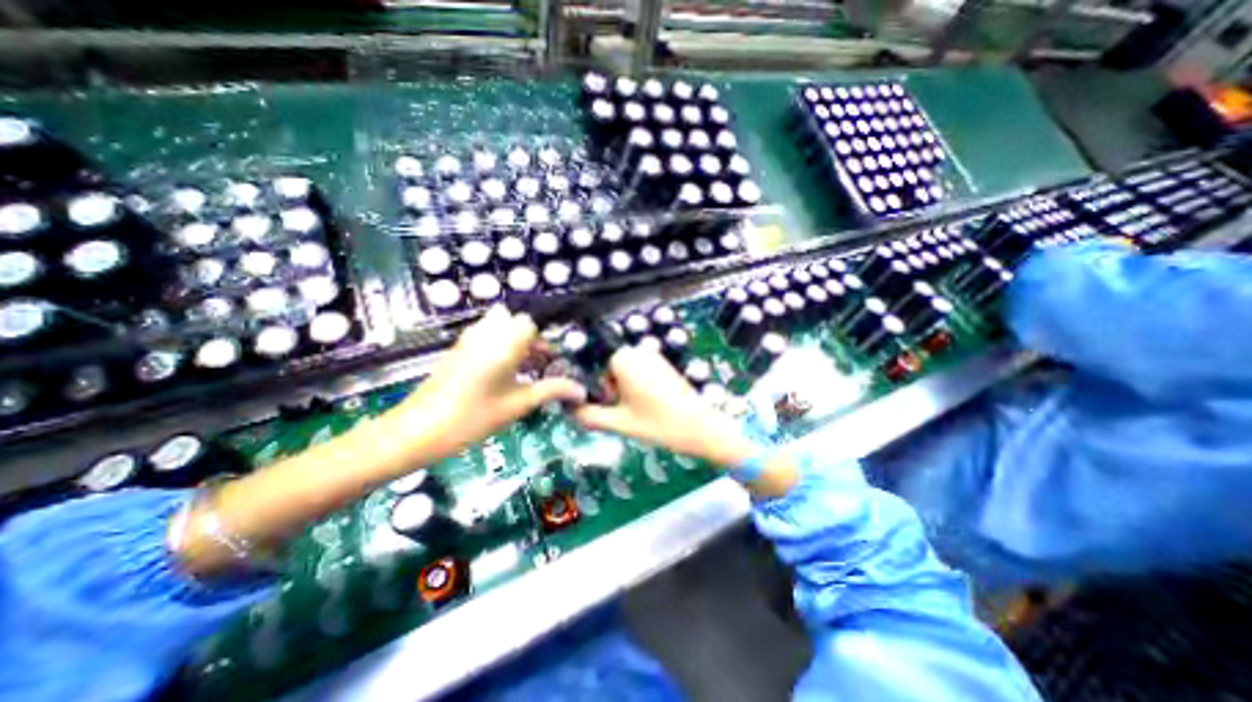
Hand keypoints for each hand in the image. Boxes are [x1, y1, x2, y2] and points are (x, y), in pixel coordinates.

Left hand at [393, 304, 583, 457]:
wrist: (417, 430)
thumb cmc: (474, 416)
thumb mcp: (518, 405)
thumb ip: (552, 391)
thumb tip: (581, 391)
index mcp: (504, 342)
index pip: (530, 324)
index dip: (544, 343)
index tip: (550, 364)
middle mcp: (486, 332)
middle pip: (515, 322)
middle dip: (530, 340)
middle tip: (536, 366)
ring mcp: (468, 339)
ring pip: (499, 327)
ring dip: (514, 342)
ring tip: (521, 371)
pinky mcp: (457, 350)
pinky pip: (485, 336)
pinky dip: (498, 347)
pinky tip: (500, 376)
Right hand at [570, 345, 757, 464]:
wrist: (702, 428)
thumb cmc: (659, 424)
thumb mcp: (620, 423)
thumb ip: (589, 416)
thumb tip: (570, 410)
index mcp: (624, 358)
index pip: (595, 369)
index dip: (601, 391)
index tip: (613, 408)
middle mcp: (638, 351)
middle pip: (610, 370)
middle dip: (614, 391)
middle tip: (628, 413)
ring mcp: (654, 356)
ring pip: (626, 373)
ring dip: (626, 392)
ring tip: (641, 412)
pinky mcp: (665, 365)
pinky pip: (641, 373)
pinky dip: (640, 388)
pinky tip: (652, 407)